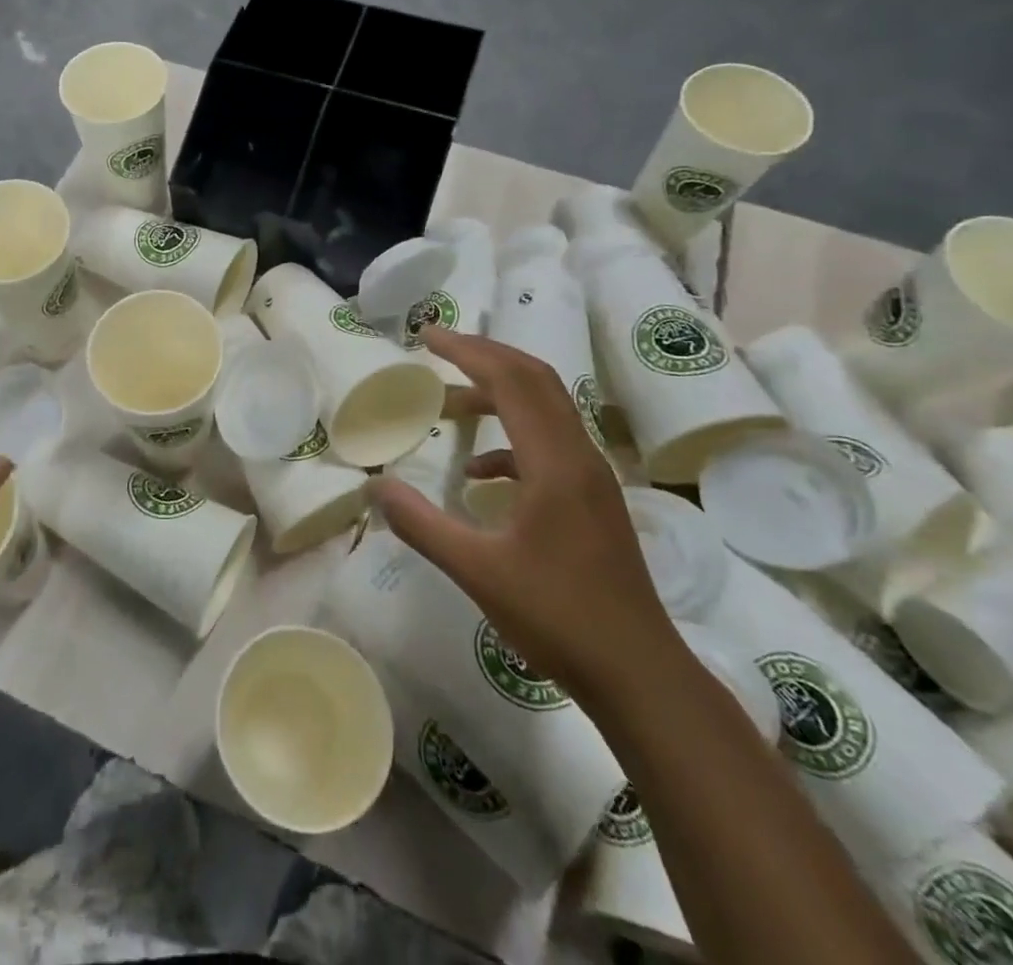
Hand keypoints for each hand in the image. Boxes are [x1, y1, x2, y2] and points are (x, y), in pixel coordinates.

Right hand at [366, 327, 676, 701]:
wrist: (639, 675)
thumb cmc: (558, 618)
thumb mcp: (477, 571)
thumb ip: (421, 524)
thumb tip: (374, 487)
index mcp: (556, 462)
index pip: (511, 381)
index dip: (467, 351)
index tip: (426, 336)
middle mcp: (579, 456)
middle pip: (534, 380)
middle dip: (483, 357)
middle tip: (436, 349)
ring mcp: (591, 478)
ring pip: (544, 409)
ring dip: (496, 394)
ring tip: (448, 404)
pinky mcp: (592, 500)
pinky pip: (548, 445)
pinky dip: (509, 441)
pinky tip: (478, 474)